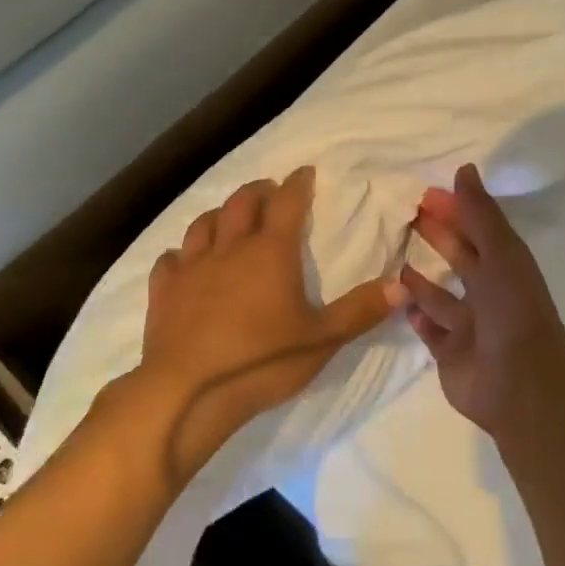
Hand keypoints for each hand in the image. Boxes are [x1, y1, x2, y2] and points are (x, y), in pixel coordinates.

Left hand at [132, 165, 403, 483]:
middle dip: (258, 190)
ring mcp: (191, 268)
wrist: (187, 393)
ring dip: (219, 214)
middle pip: (241, 203)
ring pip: (202, 224)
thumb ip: (361, 310)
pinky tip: (184, 261)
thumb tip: (401, 285)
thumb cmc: (262, 361)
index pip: (287, 202)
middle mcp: (230, 248)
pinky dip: (181, 254)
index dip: (298, 183)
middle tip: (270, 190)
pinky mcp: (163, 293)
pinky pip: (169, 260)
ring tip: (229, 218)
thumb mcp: (322, 340)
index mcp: (271, 252)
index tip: (305, 172)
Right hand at [401, 163, 564, 438]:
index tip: (425, 193)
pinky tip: (399, 301)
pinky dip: (417, 317)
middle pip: (460, 259)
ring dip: (422, 280)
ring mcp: (470, 326)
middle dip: (438, 237)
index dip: (455, 210)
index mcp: (506, 267)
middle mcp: (490, 293)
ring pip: (442, 297)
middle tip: (405, 217)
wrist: (519, 383)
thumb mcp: (500, 253)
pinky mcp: (451, 354)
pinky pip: (430, 331)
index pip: (477, 230)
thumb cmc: (511, 310)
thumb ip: (480, 214)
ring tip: (395, 259)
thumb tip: (464, 169)